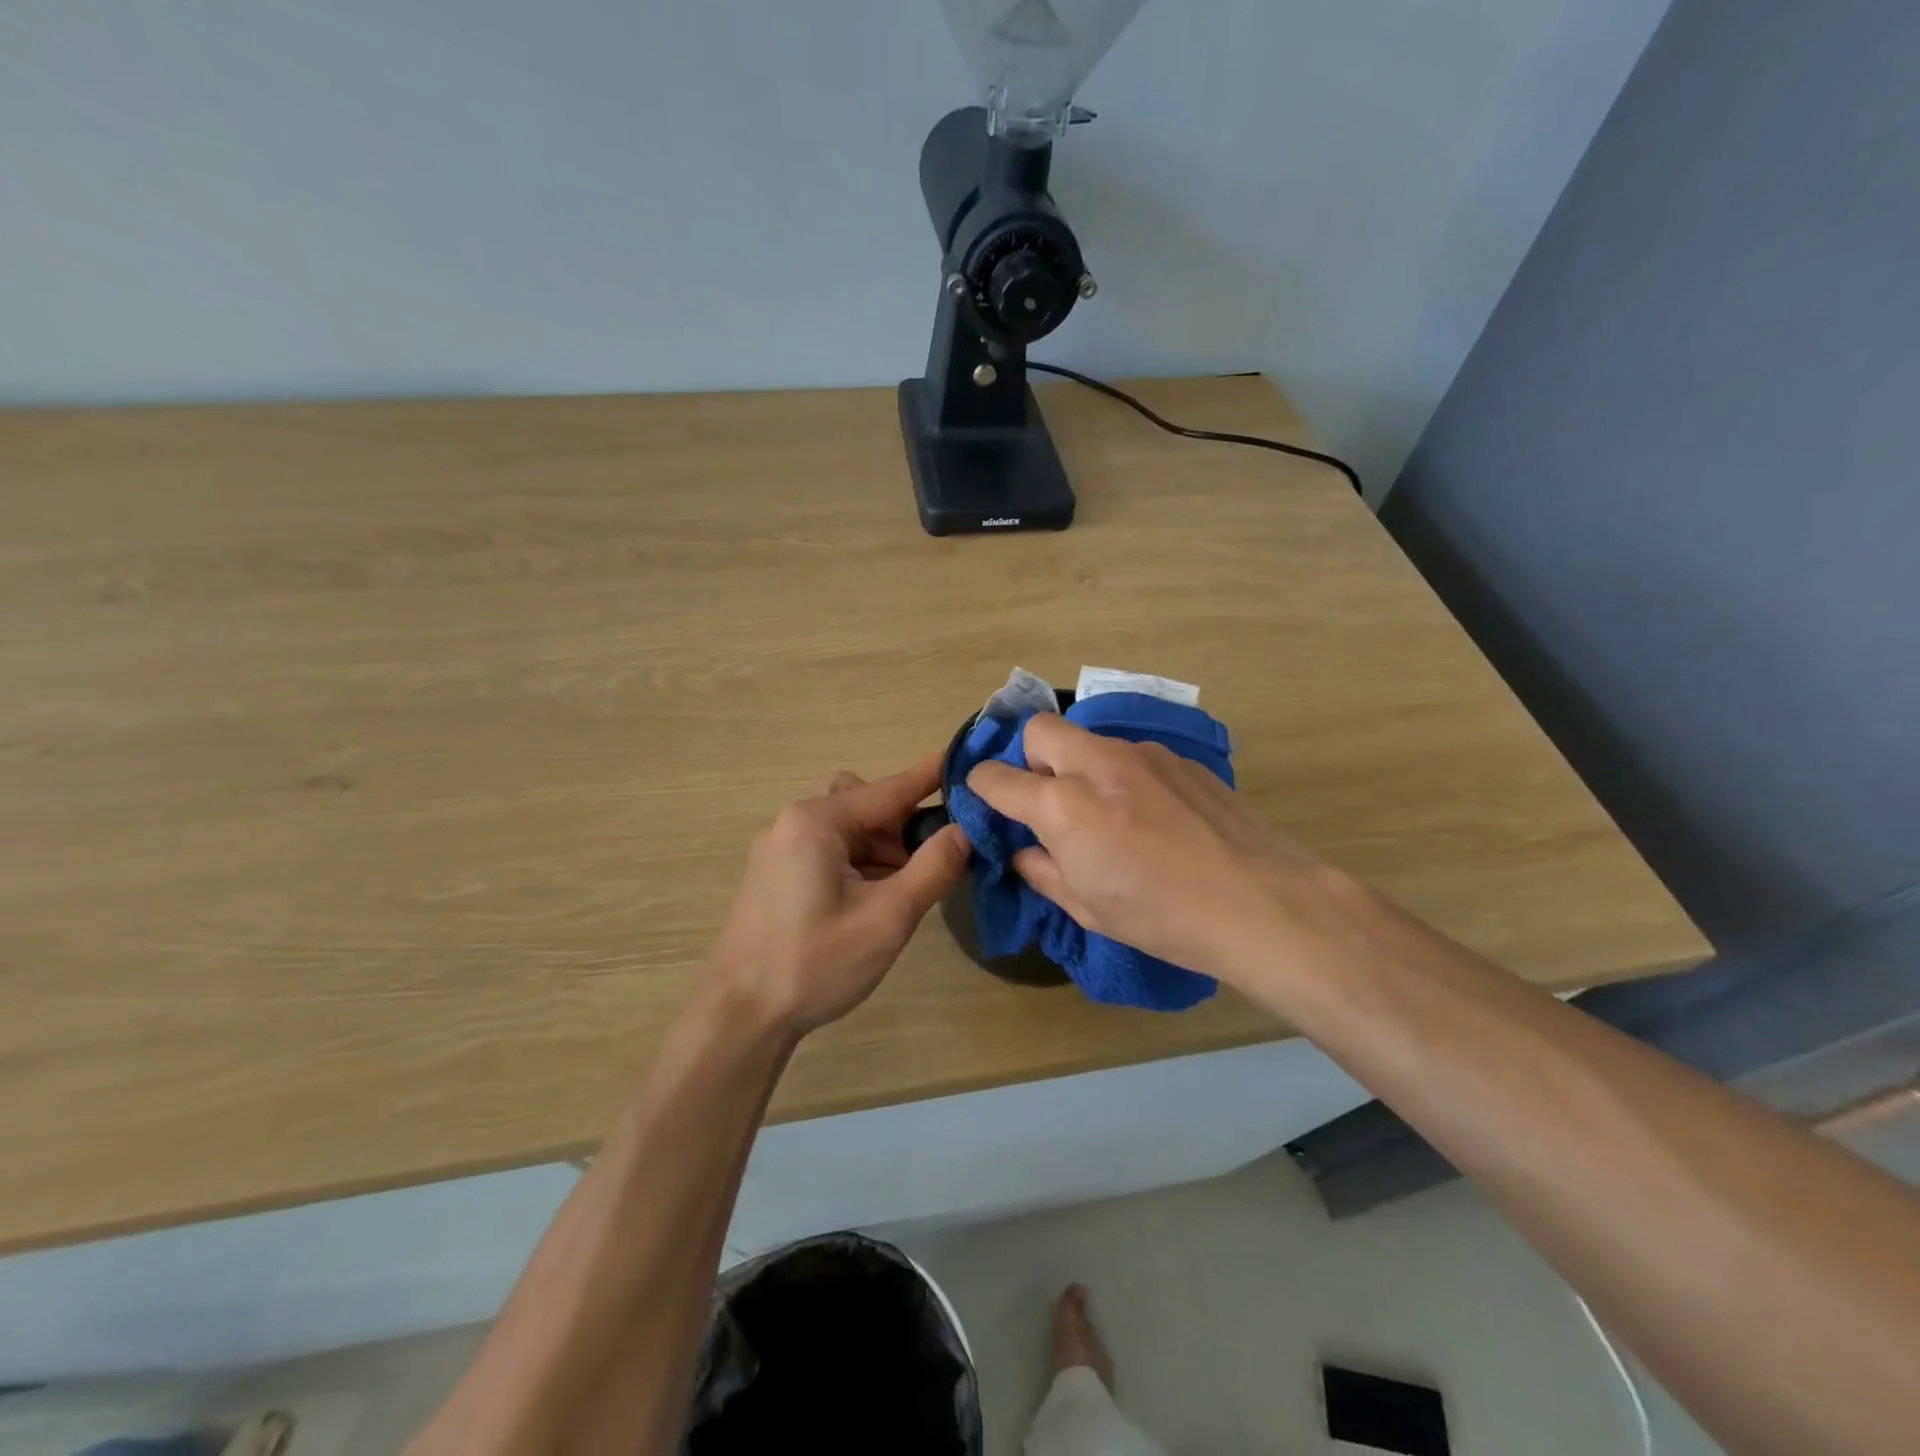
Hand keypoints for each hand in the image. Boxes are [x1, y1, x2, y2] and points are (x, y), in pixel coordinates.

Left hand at [706, 754, 968, 1035]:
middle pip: (866, 807)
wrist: (739, 1017)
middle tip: (932, 865)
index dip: (932, 776)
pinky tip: (871, 904)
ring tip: (902, 895)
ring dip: (882, 852)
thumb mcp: (887, 918)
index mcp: (817, 821)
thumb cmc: (814, 963)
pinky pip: (829, 852)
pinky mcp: (775, 875)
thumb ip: (932, 869)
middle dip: (904, 829)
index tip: (966, 758)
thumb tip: (964, 832)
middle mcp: (793, 823)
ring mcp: (779, 849)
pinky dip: (858, 865)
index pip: (890, 788)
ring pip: (848, 832)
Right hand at [966, 715, 1332, 983]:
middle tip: (1049, 800)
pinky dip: (1123, 776)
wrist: (1259, 902)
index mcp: (1064, 805)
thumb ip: (1043, 871)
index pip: (997, 777)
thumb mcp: (1087, 908)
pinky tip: (1153, 817)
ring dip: (1080, 768)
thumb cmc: (1162, 917)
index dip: (982, 786)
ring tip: (1109, 815)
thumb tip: (1026, 851)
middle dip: (1030, 757)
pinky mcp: (1179, 758)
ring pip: (1089, 741)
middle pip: (1040, 729)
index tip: (986, 797)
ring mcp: (1143, 754)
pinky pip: (1131, 755)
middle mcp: (1097, 764)